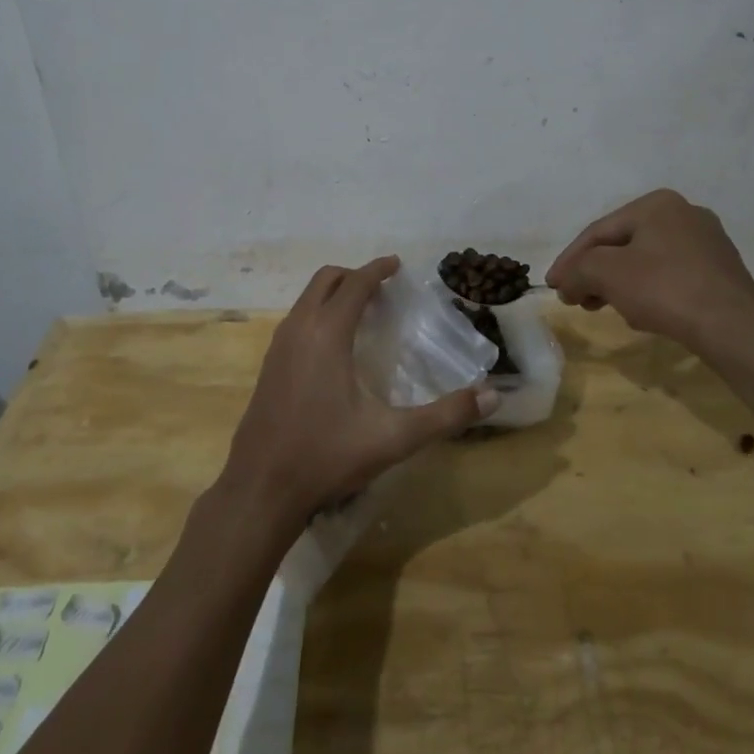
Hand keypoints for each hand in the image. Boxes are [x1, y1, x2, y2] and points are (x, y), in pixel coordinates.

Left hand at [222, 256, 498, 529]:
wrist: (260, 490)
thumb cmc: (326, 456)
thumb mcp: (393, 438)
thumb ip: (445, 415)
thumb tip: (492, 396)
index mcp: (327, 334)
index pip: (355, 284)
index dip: (378, 270)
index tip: (398, 264)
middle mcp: (299, 329)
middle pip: (325, 280)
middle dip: (355, 275)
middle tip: (383, 289)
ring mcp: (278, 347)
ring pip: (306, 299)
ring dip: (334, 293)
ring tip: (364, 312)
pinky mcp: (268, 366)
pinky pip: (297, 319)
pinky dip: (318, 313)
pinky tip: (335, 347)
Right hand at [547, 189, 753, 350]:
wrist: (734, 328)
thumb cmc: (664, 289)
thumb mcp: (606, 273)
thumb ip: (577, 271)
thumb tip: (566, 283)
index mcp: (656, 203)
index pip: (599, 230)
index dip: (569, 260)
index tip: (552, 286)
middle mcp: (685, 213)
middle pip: (623, 244)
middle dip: (595, 273)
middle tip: (576, 299)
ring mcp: (708, 242)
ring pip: (647, 261)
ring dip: (619, 284)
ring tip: (604, 308)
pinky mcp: (721, 272)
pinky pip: (671, 276)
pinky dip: (649, 291)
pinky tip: (642, 314)